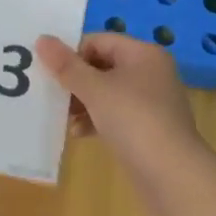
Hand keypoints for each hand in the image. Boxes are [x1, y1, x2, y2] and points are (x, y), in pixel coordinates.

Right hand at [35, 32, 208, 215]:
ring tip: (63, 117)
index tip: (51, 72)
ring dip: (83, 102)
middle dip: (76, 80)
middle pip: (103, 65)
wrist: (173, 176)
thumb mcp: (95, 90)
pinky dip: (97, 120)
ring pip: (108, 92)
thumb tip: (42, 38)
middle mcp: (150, 72)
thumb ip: (67, 66)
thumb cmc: (134, 120)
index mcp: (143, 54)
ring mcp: (151, 102)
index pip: (99, 41)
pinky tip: (79, 134)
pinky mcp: (149, 129)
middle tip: (52, 94)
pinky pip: (116, 115)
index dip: (73, 53)